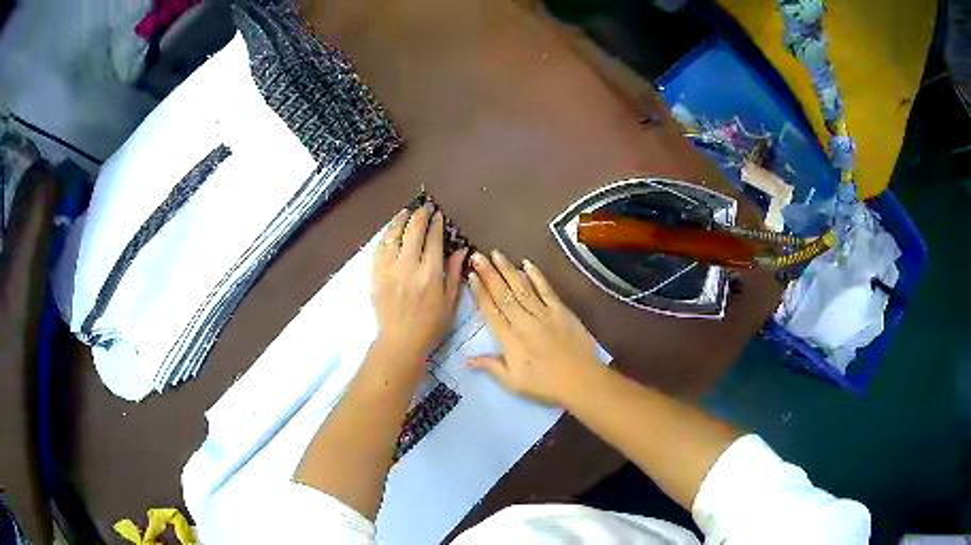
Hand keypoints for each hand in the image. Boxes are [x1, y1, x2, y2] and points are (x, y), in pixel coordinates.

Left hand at [372, 205, 466, 366]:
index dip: (435, 223)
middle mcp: (408, 267)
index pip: (433, 239)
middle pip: (412, 231)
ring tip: (405, 212)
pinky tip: (389, 232)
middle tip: (423, 207)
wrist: (400, 342)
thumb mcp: (449, 302)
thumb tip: (461, 249)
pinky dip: (385, 237)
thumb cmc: (430, 326)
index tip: (438, 214)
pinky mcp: (375, 275)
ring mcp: (388, 270)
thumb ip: (454, 273)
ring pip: (393, 236)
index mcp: (430, 274)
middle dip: (419, 215)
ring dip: (399, 221)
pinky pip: (378, 249)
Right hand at [467, 250, 600, 404]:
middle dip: (488, 274)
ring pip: (521, 287)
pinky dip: (536, 276)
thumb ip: (491, 367)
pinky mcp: (561, 311)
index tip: (470, 276)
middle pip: (503, 294)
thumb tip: (465, 360)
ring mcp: (544, 314)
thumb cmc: (545, 385)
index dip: (479, 292)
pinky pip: (546, 289)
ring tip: (496, 254)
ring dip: (507, 270)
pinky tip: (527, 264)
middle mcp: (524, 322)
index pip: (491, 311)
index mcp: (510, 340)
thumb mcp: (513, 383)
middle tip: (477, 256)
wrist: (581, 381)